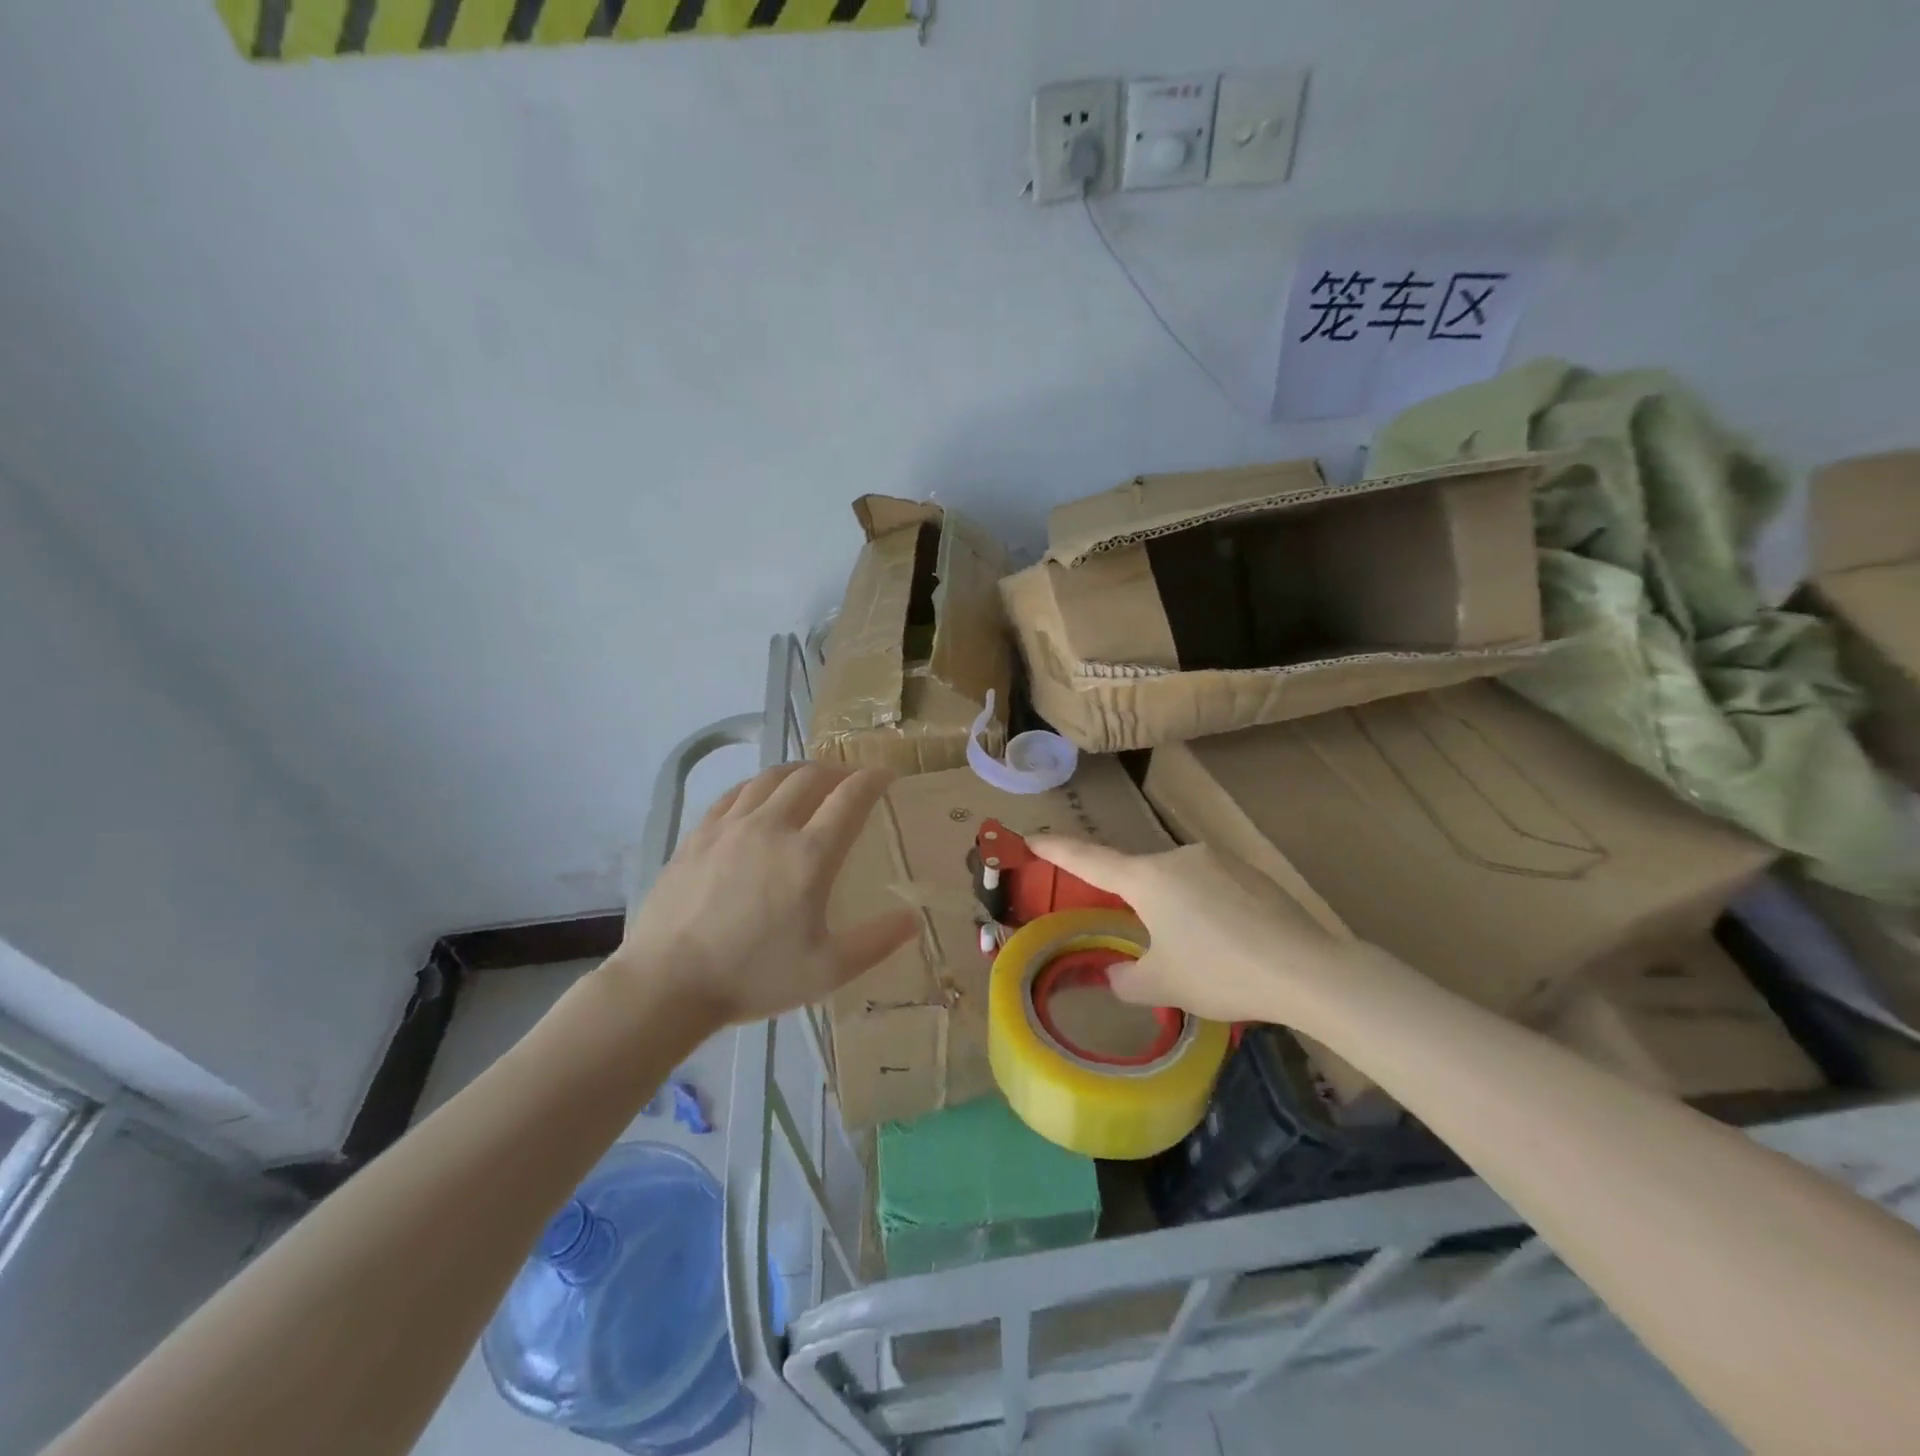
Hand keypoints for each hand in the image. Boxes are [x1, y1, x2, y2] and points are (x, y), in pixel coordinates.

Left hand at [614, 763, 918, 1027]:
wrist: (667, 984)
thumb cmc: (753, 978)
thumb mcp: (827, 970)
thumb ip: (876, 942)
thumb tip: (913, 919)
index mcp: (809, 856)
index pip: (850, 797)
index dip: (873, 779)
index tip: (887, 776)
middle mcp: (772, 826)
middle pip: (811, 777)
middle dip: (839, 772)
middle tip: (851, 783)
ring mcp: (730, 826)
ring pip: (772, 777)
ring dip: (800, 772)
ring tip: (811, 782)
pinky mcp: (699, 833)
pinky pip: (736, 793)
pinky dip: (760, 785)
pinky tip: (761, 797)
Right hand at [1028, 838, 1342, 1025]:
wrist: (1307, 969)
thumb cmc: (1220, 973)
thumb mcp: (1163, 985)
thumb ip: (1126, 979)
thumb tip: (1116, 973)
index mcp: (1147, 878)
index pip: (1089, 860)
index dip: (1057, 849)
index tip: (1032, 837)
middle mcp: (1178, 856)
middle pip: (1139, 876)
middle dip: (1135, 905)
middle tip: (1150, 945)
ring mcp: (1217, 859)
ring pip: (1178, 883)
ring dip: (1175, 910)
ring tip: (1199, 954)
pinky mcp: (1249, 871)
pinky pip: (1211, 886)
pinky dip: (1207, 910)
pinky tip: (1228, 944)